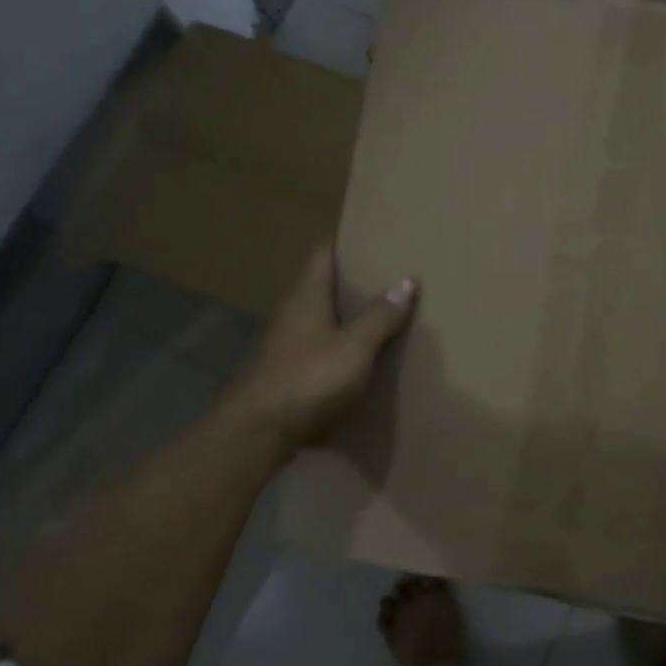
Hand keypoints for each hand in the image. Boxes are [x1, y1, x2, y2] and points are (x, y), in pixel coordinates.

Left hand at [219, 242, 417, 458]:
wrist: (259, 430)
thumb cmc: (308, 377)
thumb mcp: (355, 346)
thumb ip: (380, 315)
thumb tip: (406, 281)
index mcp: (307, 294)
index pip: (323, 252)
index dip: (345, 240)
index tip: (371, 235)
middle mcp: (292, 311)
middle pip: (322, 283)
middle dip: (351, 279)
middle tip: (387, 274)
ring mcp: (285, 342)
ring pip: (319, 316)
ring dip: (345, 314)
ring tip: (380, 313)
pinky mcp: (286, 370)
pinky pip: (317, 345)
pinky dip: (338, 343)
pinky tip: (359, 355)